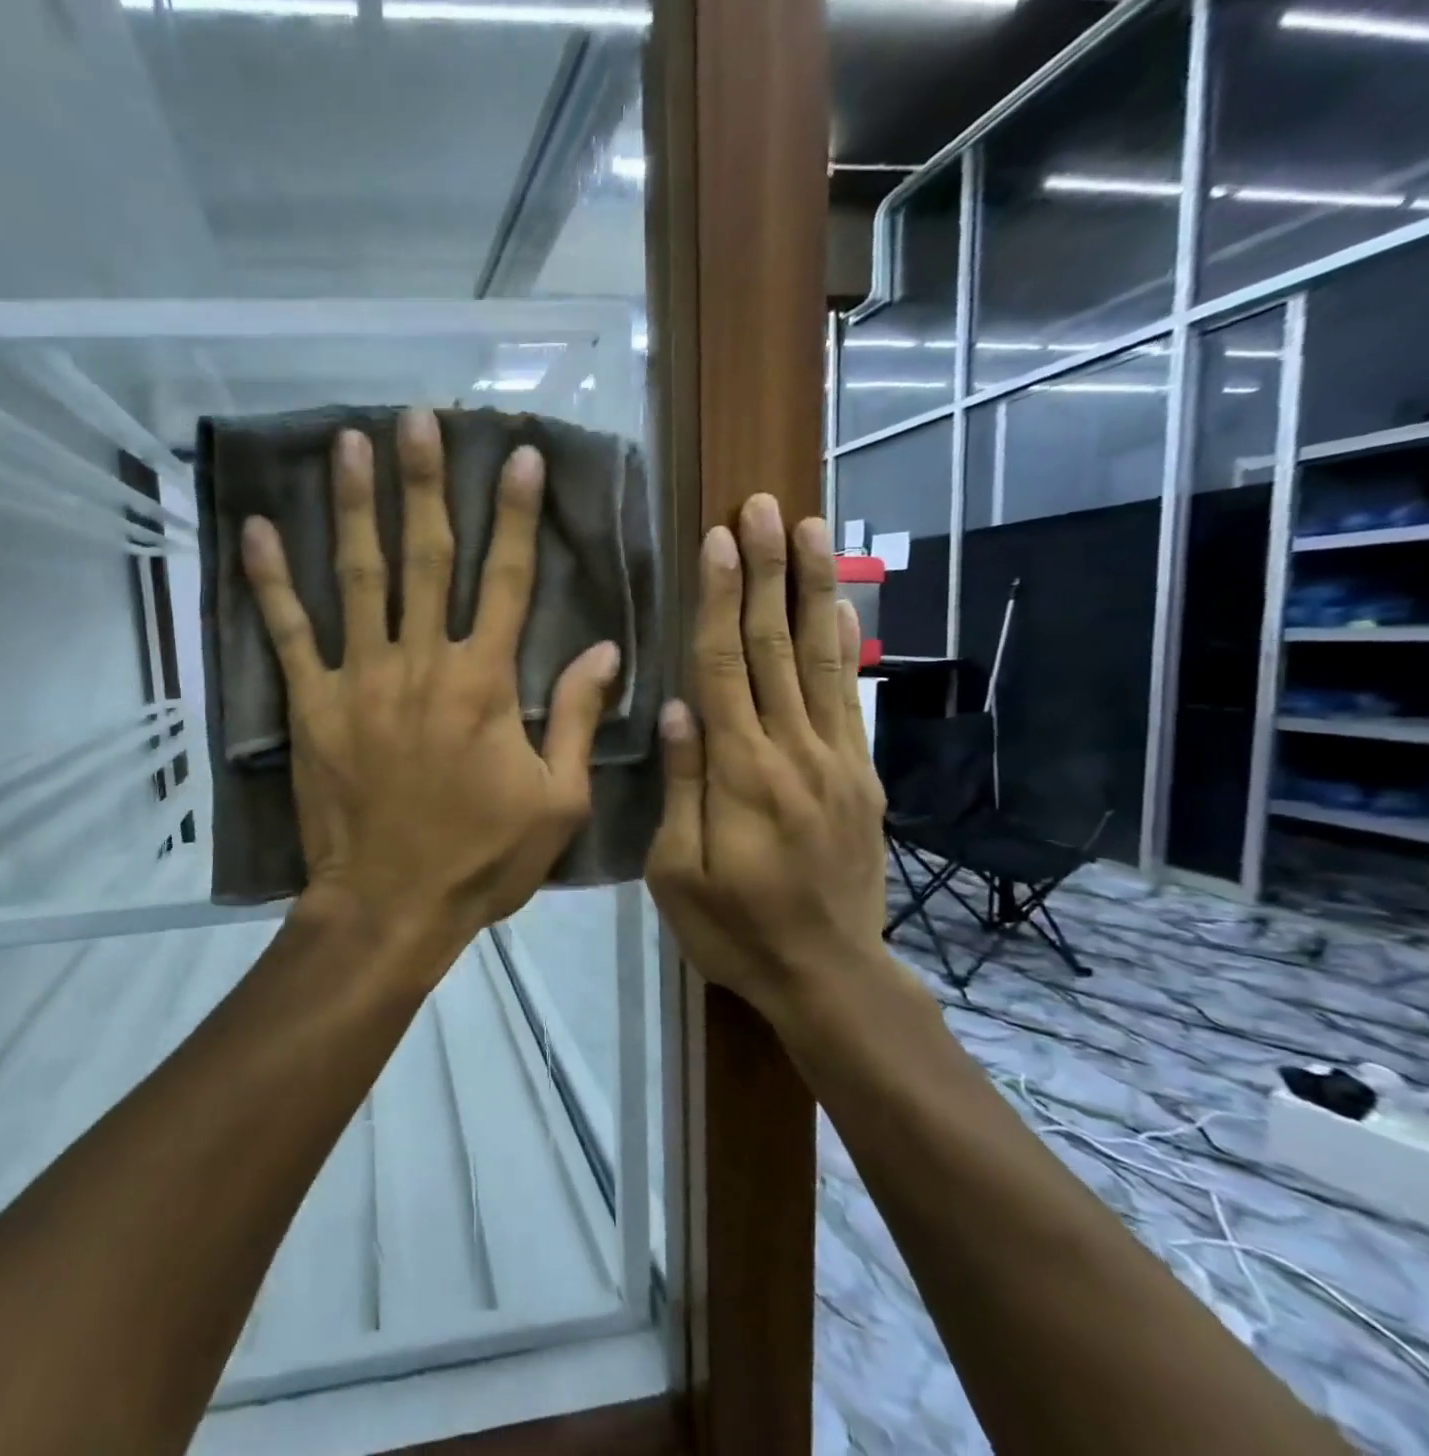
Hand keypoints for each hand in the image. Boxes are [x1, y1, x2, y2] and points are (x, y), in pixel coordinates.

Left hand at [242, 408, 619, 957]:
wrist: (391, 905)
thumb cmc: (481, 859)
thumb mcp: (557, 800)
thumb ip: (580, 720)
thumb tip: (605, 650)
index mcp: (486, 682)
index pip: (507, 579)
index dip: (516, 515)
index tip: (519, 455)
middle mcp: (423, 662)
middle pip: (427, 558)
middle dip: (428, 483)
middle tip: (422, 417)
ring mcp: (360, 679)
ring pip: (358, 577)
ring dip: (357, 506)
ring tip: (351, 442)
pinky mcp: (313, 705)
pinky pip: (289, 633)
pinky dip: (272, 581)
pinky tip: (260, 530)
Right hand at [646, 499, 891, 1024]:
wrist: (829, 974)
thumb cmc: (734, 928)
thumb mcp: (677, 871)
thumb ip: (682, 785)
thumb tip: (677, 708)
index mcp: (741, 773)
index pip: (724, 667)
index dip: (719, 600)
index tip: (718, 540)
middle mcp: (793, 751)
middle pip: (774, 647)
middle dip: (766, 572)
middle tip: (763, 507)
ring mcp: (836, 760)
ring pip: (820, 659)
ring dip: (812, 589)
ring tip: (809, 529)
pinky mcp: (860, 776)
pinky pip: (851, 698)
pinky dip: (846, 645)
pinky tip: (841, 606)